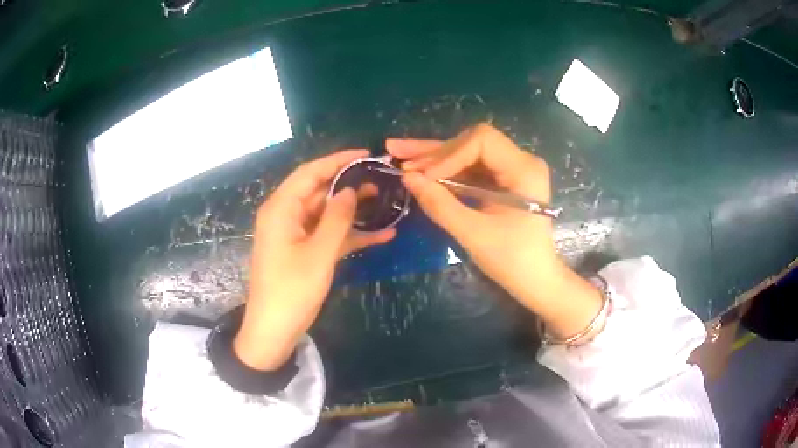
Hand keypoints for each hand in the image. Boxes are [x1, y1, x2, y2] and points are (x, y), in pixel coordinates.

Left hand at [234, 150, 394, 370]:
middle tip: (381, 178)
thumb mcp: (319, 253)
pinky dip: (350, 234)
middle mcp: (285, 215)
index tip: (367, 153)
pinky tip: (381, 234)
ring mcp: (294, 234)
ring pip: (326, 213)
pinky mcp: (302, 251)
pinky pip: (327, 235)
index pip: (310, 172)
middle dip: (349, 184)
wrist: (273, 331)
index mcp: (281, 208)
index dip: (338, 160)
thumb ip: (337, 218)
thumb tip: (351, 190)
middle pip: (319, 190)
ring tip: (385, 201)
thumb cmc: (292, 291)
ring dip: (353, 209)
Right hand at [387, 124, 601, 339]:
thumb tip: (406, 177)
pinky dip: (446, 171)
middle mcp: (520, 161)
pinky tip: (419, 170)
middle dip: (434, 151)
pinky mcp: (502, 181)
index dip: (448, 154)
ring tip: (399, 155)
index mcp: (524, 169)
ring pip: (467, 154)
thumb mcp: (474, 234)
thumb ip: (440, 204)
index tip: (424, 176)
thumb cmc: (513, 261)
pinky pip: (471, 169)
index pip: (481, 141)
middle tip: (396, 152)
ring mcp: (511, 170)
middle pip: (471, 143)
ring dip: (434, 157)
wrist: (535, 280)